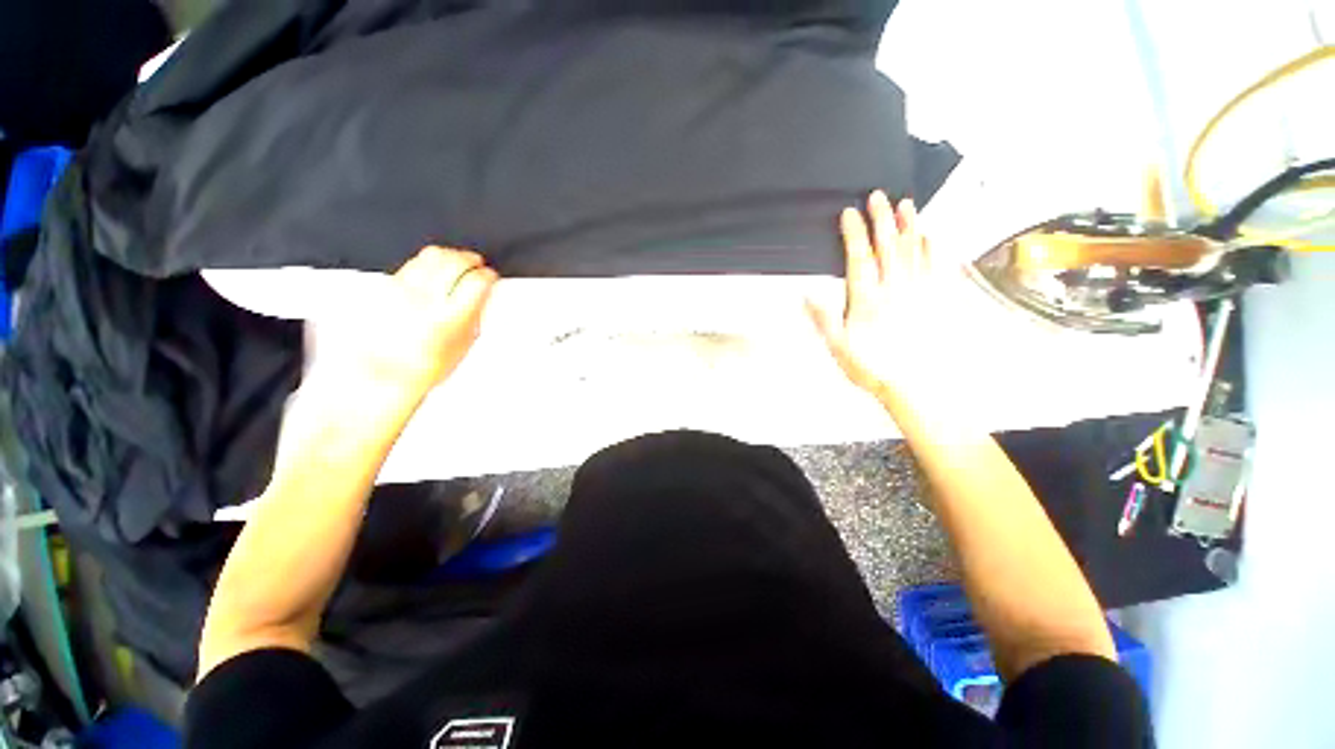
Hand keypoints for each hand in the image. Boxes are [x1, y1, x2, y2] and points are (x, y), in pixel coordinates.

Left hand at [318, 246, 497, 394]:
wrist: (379, 372)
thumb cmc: (420, 367)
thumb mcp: (462, 345)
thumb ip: (474, 315)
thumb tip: (483, 296)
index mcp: (449, 318)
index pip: (476, 282)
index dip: (487, 276)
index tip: (490, 276)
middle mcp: (424, 300)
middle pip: (454, 261)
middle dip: (470, 259)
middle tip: (477, 263)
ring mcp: (401, 290)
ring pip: (431, 255)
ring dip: (449, 256)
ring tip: (456, 261)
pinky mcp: (385, 286)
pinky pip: (411, 263)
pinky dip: (427, 262)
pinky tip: (433, 270)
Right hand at [807, 191, 964, 409]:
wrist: (912, 384)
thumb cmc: (872, 366)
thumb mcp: (838, 346)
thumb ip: (823, 318)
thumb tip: (808, 294)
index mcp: (867, 300)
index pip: (859, 258)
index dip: (854, 233)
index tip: (849, 213)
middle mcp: (893, 290)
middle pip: (888, 247)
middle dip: (882, 219)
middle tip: (878, 196)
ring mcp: (916, 292)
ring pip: (912, 251)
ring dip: (908, 226)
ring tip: (905, 205)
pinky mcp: (933, 300)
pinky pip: (934, 268)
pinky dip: (932, 249)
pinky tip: (930, 235)